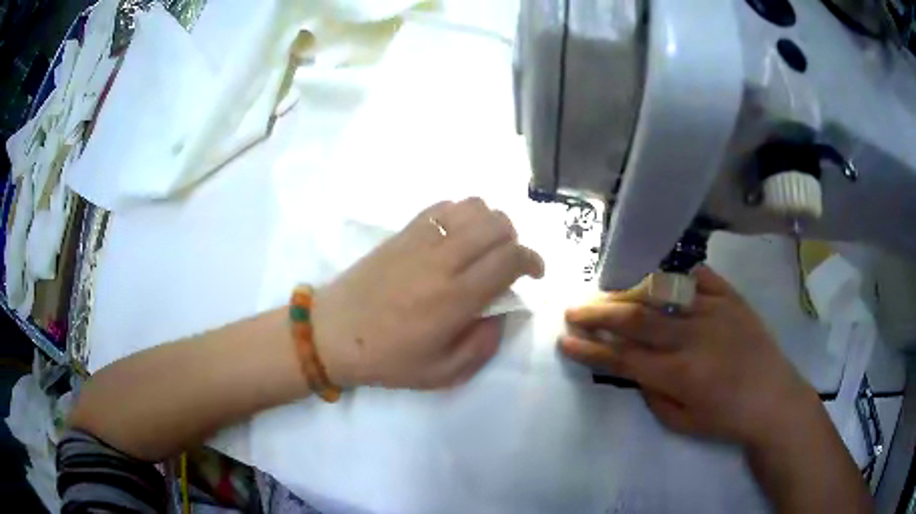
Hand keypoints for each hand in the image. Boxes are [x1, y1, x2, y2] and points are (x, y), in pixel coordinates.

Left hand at [313, 198, 543, 389]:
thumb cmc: (387, 359)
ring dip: (489, 222)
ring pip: (472, 207)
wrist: (333, 333)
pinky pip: (442, 206)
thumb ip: (482, 346)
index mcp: (456, 297)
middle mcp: (442, 260)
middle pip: (497, 224)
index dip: (533, 260)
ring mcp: (420, 240)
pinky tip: (455, 236)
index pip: (510, 258)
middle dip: (515, 239)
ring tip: (483, 246)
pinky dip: (460, 214)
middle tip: (508, 261)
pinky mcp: (401, 232)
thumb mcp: (442, 373)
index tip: (534, 273)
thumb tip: (499, 315)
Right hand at [560, 266, 816, 447]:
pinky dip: (675, 276)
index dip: (590, 350)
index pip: (623, 358)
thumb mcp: (682, 423)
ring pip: (662, 293)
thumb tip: (634, 368)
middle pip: (636, 319)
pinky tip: (660, 279)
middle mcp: (694, 337)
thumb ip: (653, 395)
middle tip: (573, 310)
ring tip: (608, 292)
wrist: (774, 399)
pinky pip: (699, 278)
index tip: (566, 341)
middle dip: (598, 314)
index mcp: (680, 375)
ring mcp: (715, 311)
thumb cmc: (727, 419)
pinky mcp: (732, 298)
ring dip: (629, 292)